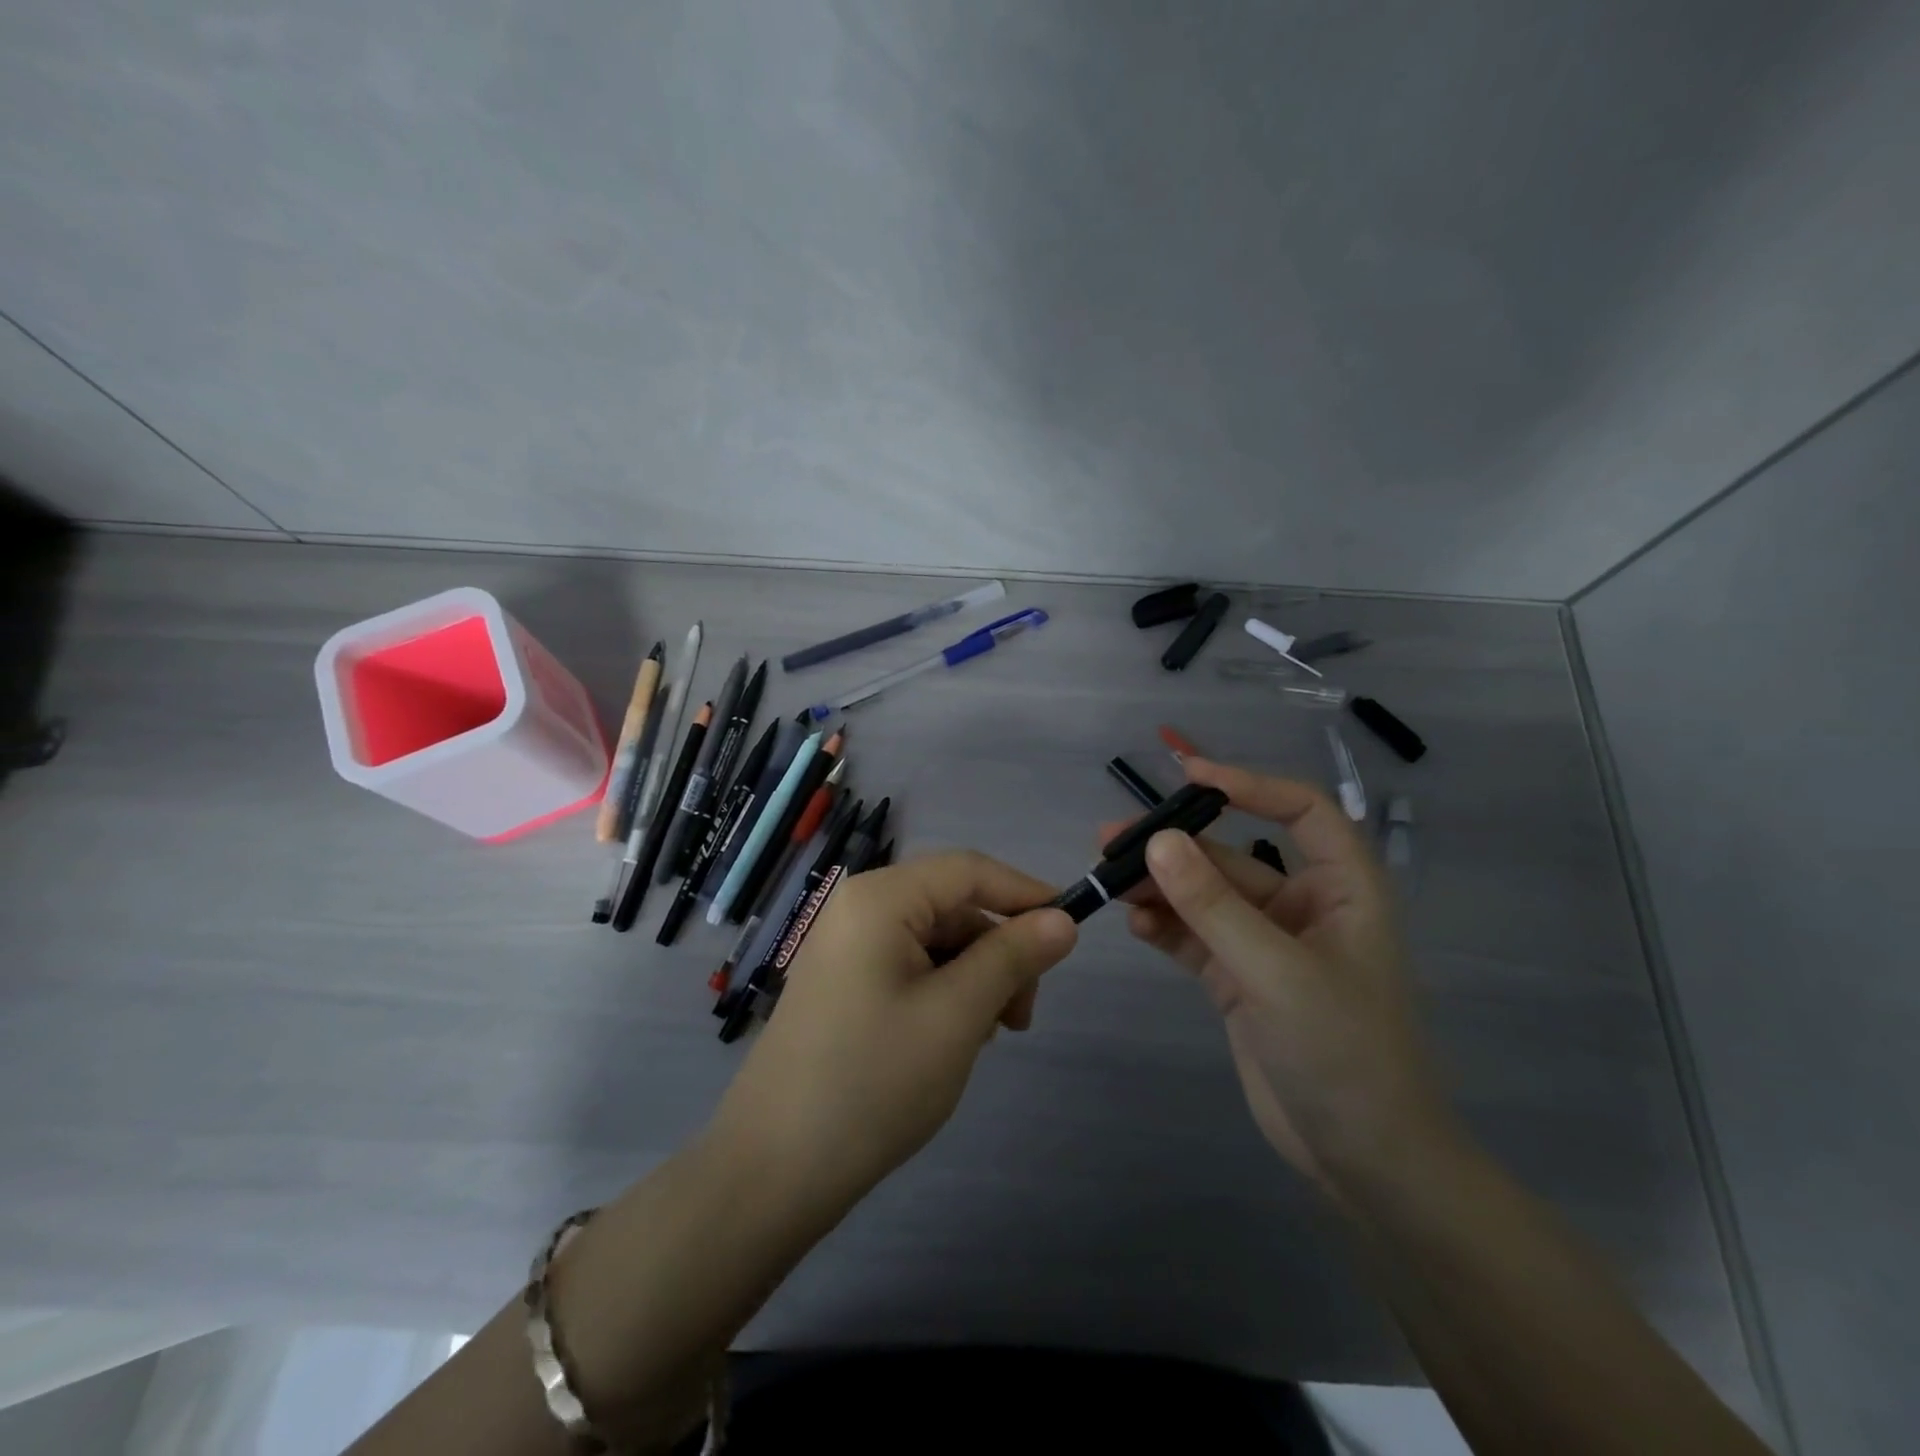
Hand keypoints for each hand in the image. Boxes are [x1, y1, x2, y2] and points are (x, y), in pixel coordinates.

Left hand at [711, 851, 1077, 1213]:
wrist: (773, 1169)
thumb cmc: (873, 1082)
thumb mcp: (957, 1015)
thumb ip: (1012, 958)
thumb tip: (1063, 920)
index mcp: (880, 898)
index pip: (970, 870)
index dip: (1025, 894)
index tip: (1072, 931)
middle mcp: (858, 907)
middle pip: (952, 906)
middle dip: (998, 951)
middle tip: (1021, 1017)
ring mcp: (845, 945)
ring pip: (934, 939)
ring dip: (974, 977)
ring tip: (985, 1037)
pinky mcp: (842, 980)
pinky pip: (908, 964)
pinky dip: (943, 991)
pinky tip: (951, 1038)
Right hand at [1117, 757, 1459, 1196]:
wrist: (1365, 1161)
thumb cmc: (1345, 1054)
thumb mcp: (1277, 973)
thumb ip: (1214, 906)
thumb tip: (1158, 841)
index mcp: (1342, 890)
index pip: (1302, 811)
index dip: (1249, 785)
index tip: (1188, 776)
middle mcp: (1303, 907)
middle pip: (1233, 857)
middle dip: (1176, 847)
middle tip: (1112, 838)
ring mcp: (1266, 945)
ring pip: (1205, 897)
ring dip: (1159, 886)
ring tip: (1108, 879)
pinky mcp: (1238, 979)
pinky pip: (1194, 937)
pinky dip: (1164, 926)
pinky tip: (1132, 922)